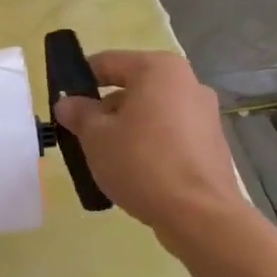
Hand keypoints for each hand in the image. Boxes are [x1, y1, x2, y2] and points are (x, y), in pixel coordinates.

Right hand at [53, 50, 252, 239]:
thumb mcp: (96, 137)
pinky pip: (171, 135)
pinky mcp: (212, 144)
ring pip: (152, 113)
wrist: (199, 214)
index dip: (81, 79)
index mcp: (159, 69)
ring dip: (127, 129)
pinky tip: (136, 172)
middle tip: (82, 136)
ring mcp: (205, 114)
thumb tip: (68, 103)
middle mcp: (187, 83)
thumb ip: (79, 114)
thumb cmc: (142, 162)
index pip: (108, 62)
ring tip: (106, 159)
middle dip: (105, 110)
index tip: (64, 103)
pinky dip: (150, 146)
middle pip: (133, 88)